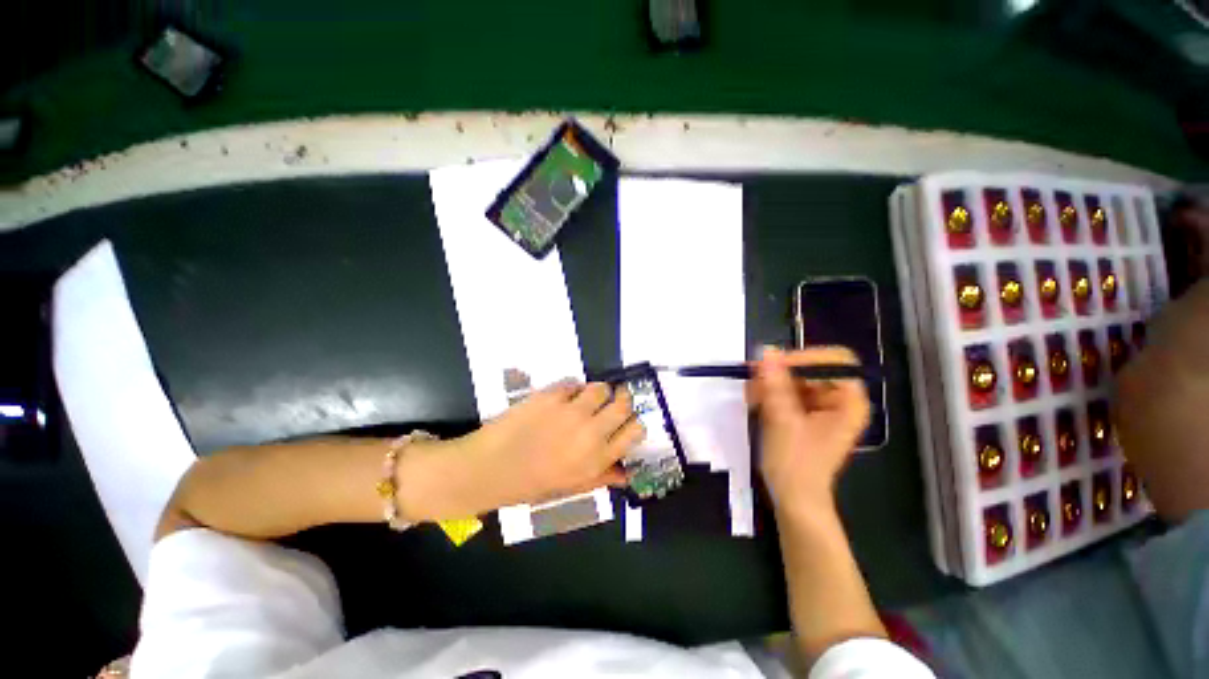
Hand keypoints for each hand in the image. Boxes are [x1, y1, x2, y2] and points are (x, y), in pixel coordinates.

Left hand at [410, 381, 644, 519]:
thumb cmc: (530, 484)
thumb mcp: (571, 488)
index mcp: (597, 460)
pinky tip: (563, 398)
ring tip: (587, 398)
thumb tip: (627, 473)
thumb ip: (602, 478)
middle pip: (624, 404)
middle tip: (612, 402)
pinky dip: (573, 389)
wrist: (488, 468)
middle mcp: (590, 433)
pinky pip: (574, 383)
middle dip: (622, 401)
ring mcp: (571, 411)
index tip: (627, 421)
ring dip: (598, 392)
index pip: (635, 430)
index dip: (634, 422)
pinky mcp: (551, 396)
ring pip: (601, 387)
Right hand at [752, 346, 869, 515]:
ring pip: (793, 379)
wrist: (793, 499)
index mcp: (848, 401)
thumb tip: (766, 351)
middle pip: (810, 369)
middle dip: (780, 372)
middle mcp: (837, 399)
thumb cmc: (796, 464)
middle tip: (753, 379)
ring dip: (769, 383)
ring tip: (750, 395)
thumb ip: (775, 384)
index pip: (835, 361)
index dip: (806, 359)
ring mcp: (819, 406)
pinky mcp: (802, 412)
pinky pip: (785, 391)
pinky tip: (753, 401)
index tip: (774, 366)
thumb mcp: (783, 421)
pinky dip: (768, 392)